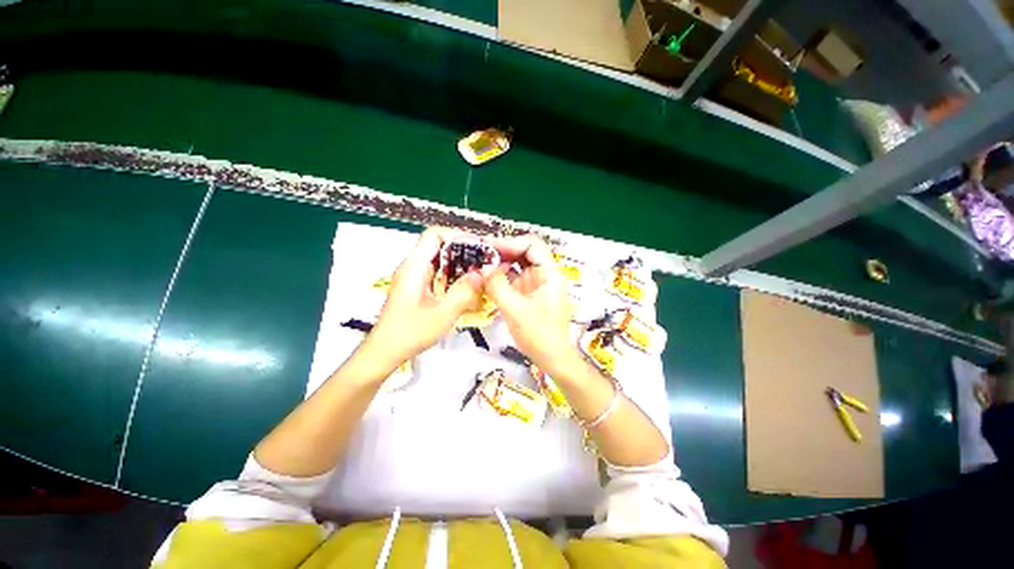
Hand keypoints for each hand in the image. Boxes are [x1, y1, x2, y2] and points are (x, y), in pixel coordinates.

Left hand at [369, 227, 481, 363]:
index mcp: (414, 267)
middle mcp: (412, 267)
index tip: (478, 246)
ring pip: (439, 260)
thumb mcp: (442, 314)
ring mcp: (413, 278)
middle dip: (463, 251)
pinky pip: (437, 274)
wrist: (384, 352)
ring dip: (459, 264)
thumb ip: (464, 292)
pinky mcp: (416, 288)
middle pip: (438, 246)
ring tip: (480, 273)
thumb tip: (483, 273)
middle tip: (484, 261)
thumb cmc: (410, 333)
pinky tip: (466, 288)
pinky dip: (453, 276)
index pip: (434, 235)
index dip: (457, 235)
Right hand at [482, 235, 581, 375]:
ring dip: (501, 262)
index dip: (509, 242)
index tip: (487, 247)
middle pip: (525, 252)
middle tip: (480, 253)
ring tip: (481, 263)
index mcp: (550, 273)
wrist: (552, 358)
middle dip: (503, 251)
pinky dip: (502, 276)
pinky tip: (488, 278)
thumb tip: (482, 267)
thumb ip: (497, 286)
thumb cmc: (538, 335)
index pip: (532, 245)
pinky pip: (515, 277)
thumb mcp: (514, 309)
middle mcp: (545, 274)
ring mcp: (538, 283)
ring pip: (519, 264)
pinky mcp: (530, 293)